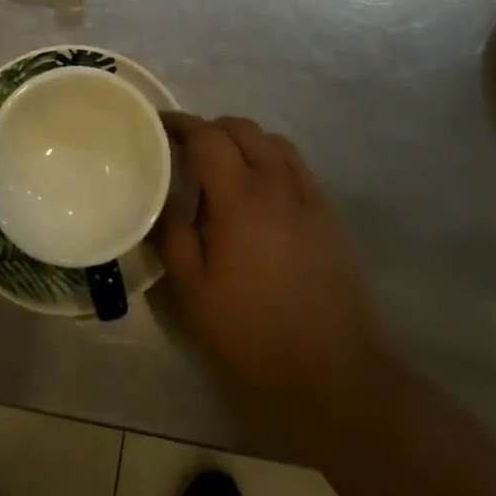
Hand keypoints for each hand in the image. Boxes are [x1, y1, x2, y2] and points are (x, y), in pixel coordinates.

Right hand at [158, 113, 398, 434]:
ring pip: (272, 140)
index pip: (207, 136)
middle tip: (185, 151)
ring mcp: (308, 194)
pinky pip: (294, 163)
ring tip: (222, 168)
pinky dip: (270, 157)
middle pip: (242, 128)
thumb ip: (172, 237)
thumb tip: (161, 201)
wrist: (336, 371)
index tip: (159, 127)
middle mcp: (277, 182)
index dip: (180, 124)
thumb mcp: (194, 293)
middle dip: (210, 129)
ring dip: (242, 140)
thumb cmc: (255, 333)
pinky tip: (260, 190)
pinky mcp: (328, 212)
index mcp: (240, 196)